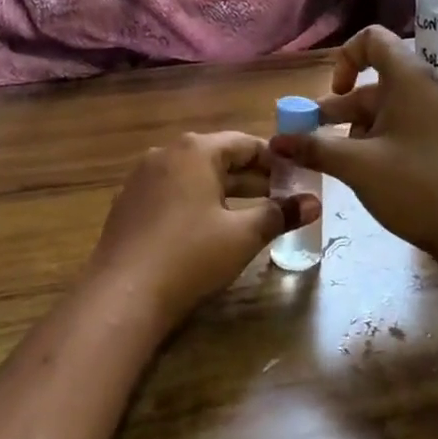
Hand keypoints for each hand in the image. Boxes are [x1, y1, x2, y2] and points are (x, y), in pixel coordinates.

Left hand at [89, 132, 319, 327]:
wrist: (122, 294)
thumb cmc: (190, 255)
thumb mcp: (243, 235)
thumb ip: (280, 214)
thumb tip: (315, 202)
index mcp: (195, 150)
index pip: (244, 143)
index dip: (274, 160)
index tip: (296, 178)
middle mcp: (166, 153)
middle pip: (217, 157)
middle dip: (251, 177)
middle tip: (281, 198)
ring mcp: (141, 177)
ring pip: (193, 175)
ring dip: (223, 190)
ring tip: (250, 213)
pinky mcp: (127, 202)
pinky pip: (171, 191)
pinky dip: (195, 201)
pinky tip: (207, 227)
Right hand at [269, 25, 437, 260]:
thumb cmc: (415, 187)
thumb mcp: (356, 166)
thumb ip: (313, 148)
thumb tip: (275, 142)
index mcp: (412, 78)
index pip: (373, 39)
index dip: (345, 59)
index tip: (334, 94)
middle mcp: (431, 85)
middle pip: (378, 78)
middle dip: (343, 105)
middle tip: (316, 134)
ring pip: (392, 104)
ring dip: (360, 124)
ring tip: (341, 159)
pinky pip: (410, 120)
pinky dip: (384, 134)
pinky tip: (370, 168)